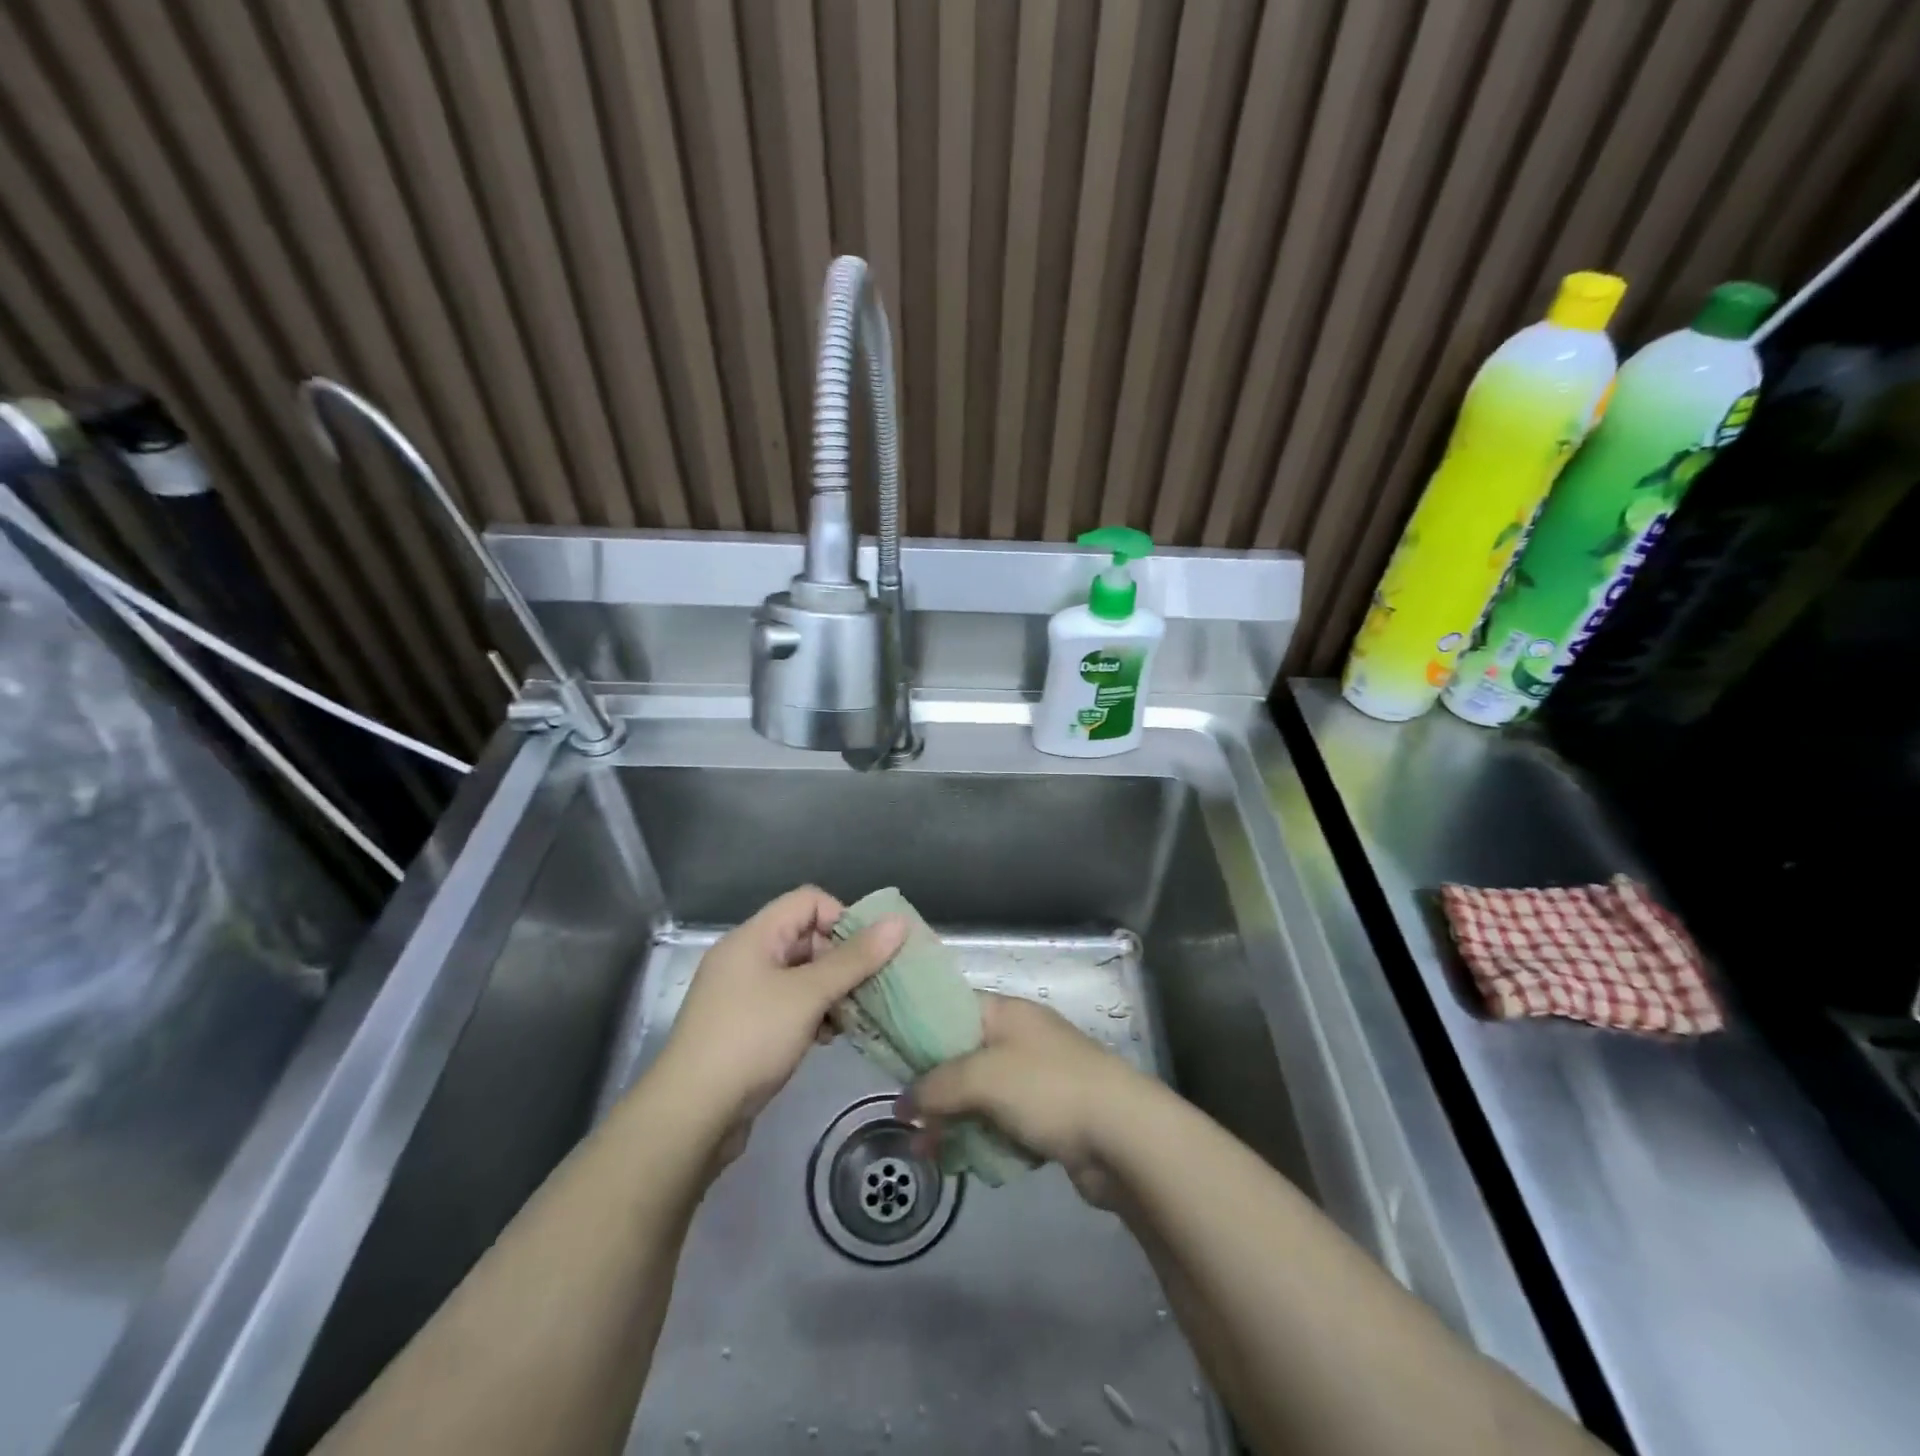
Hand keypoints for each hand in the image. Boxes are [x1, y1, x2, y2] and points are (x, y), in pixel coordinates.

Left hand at [657, 887, 904, 1160]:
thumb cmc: (751, 1039)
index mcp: (754, 936)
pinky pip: (790, 1005)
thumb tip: (899, 922)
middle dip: (842, 960)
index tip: (867, 953)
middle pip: (807, 937)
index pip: (808, 901)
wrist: (691, 1115)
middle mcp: (747, 957)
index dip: (842, 918)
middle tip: (868, 988)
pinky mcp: (746, 1027)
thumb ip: (855, 958)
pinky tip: (829, 1038)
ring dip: (832, 991)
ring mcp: (744, 994)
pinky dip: (814, 1014)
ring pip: (801, 976)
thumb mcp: (809, 994)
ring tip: (852, 1017)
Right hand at [899, 992, 1158, 1205]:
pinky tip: (963, 1161)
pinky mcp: (1048, 1115)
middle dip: (933, 1088)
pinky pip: (1002, 1122)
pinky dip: (982, 1138)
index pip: (952, 1007)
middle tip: (907, 1121)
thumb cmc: (1049, 1089)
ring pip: (980, 1094)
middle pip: (962, 1055)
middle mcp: (1020, 1038)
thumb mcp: (983, 1077)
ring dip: (954, 1120)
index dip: (918, 1029)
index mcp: (1007, 1012)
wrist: (1123, 1136)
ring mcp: (1036, 1077)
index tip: (889, 1057)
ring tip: (928, 1151)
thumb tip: (903, 1103)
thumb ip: (937, 1084)